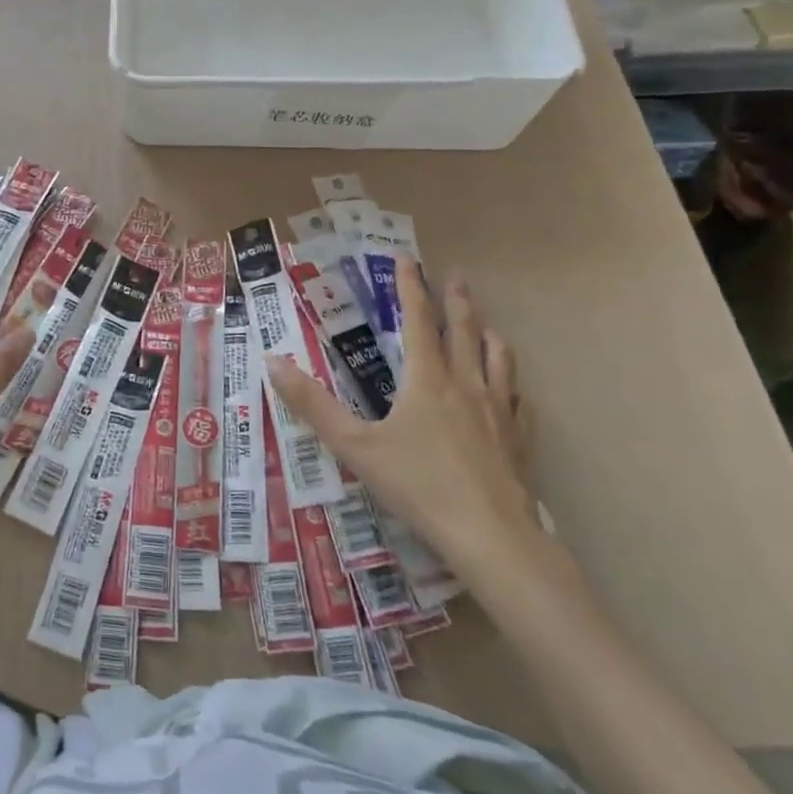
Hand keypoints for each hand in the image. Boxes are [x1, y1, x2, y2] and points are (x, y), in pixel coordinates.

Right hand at [265, 257, 536, 570]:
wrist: (490, 536)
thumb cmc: (417, 485)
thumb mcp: (354, 445)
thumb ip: (312, 404)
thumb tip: (273, 362)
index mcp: (426, 379)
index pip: (417, 319)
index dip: (410, 286)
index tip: (407, 258)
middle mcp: (466, 385)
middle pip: (464, 330)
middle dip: (456, 300)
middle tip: (456, 275)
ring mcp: (499, 412)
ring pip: (498, 360)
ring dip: (488, 335)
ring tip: (486, 325)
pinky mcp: (519, 441)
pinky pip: (520, 402)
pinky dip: (513, 386)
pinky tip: (514, 392)